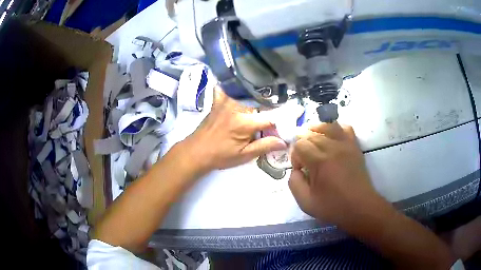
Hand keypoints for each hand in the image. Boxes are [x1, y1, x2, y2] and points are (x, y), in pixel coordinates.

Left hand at [182, 86, 286, 173]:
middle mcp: (237, 107)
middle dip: (272, 107)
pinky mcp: (218, 101)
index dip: (286, 116)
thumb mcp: (243, 155)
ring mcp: (226, 101)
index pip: (271, 117)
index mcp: (245, 122)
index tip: (297, 111)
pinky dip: (235, 87)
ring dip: (258, 96)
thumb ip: (264, 146)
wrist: (195, 151)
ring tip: (268, 98)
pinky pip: (228, 88)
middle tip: (282, 110)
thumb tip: (284, 141)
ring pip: (248, 94)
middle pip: (261, 103)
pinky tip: (241, 87)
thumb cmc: (219, 156)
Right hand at [289, 122, 383, 227]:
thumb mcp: (305, 202)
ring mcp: (346, 145)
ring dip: (316, 130)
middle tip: (304, 158)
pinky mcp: (354, 146)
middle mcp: (333, 148)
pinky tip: (331, 137)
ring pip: (327, 126)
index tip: (300, 169)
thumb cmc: (333, 206)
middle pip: (311, 133)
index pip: (300, 145)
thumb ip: (294, 183)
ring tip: (313, 140)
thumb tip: (295, 169)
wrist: (360, 207)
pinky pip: (345, 128)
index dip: (295, 156)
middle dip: (303, 143)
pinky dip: (335, 128)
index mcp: (320, 162)